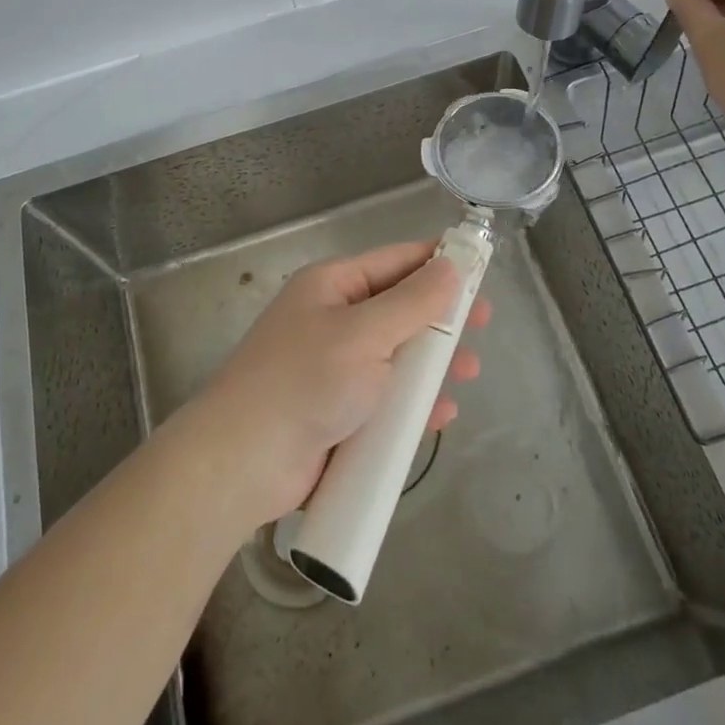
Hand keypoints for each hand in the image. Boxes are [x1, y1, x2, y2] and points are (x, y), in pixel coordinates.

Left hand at [186, 241, 488, 529]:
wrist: (242, 463)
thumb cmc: (305, 382)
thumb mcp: (364, 334)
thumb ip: (413, 301)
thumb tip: (451, 265)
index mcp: (333, 286)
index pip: (396, 260)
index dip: (438, 262)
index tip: (480, 268)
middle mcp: (334, 320)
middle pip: (400, 309)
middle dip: (441, 319)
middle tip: (482, 327)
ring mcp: (335, 368)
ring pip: (397, 356)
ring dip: (432, 364)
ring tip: (468, 373)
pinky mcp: (338, 412)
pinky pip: (385, 399)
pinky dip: (412, 403)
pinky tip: (440, 414)